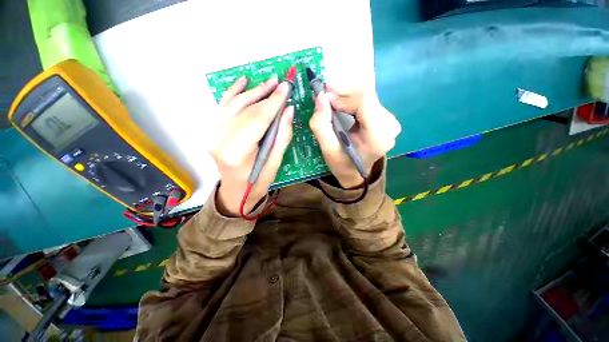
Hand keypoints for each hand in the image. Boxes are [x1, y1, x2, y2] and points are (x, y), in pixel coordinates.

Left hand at [209, 76, 292, 215]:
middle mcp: (219, 139)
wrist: (234, 191)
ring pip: (234, 103)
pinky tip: (243, 81)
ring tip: (268, 81)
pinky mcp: (212, 130)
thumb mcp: (274, 164)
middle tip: (280, 83)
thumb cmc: (257, 182)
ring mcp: (212, 133)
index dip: (273, 102)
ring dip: (252, 91)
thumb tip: (288, 110)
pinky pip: (223, 106)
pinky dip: (233, 91)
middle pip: (246, 110)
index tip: (286, 88)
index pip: (257, 120)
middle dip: (265, 94)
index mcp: (236, 152)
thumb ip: (282, 136)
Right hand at [309, 87, 400, 188]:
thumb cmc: (342, 165)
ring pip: (367, 98)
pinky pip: (368, 103)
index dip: (344, 96)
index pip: (365, 102)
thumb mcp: (328, 149)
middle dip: (343, 94)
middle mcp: (389, 126)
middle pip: (367, 97)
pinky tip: (341, 105)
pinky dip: (352, 101)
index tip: (325, 96)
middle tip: (325, 94)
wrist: (355, 174)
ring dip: (347, 97)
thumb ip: (321, 124)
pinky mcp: (386, 120)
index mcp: (377, 136)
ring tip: (331, 100)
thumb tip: (320, 97)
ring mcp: (390, 122)